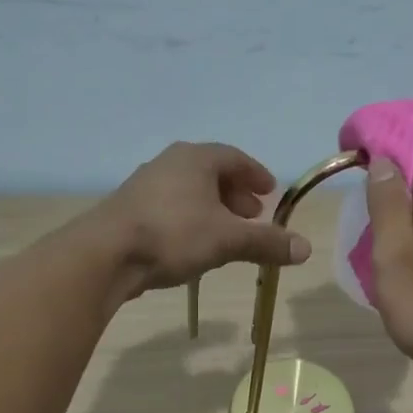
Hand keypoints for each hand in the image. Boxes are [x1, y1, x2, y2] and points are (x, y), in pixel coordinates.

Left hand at [96, 142, 310, 293]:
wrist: (105, 254)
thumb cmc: (173, 235)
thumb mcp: (228, 240)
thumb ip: (267, 243)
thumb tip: (306, 249)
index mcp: (196, 158)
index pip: (234, 157)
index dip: (256, 174)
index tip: (270, 191)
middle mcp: (170, 163)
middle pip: (211, 173)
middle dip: (235, 193)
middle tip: (253, 214)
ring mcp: (145, 186)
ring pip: (189, 191)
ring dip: (213, 208)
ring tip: (226, 232)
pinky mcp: (129, 210)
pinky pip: (171, 207)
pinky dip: (191, 219)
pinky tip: (194, 244)